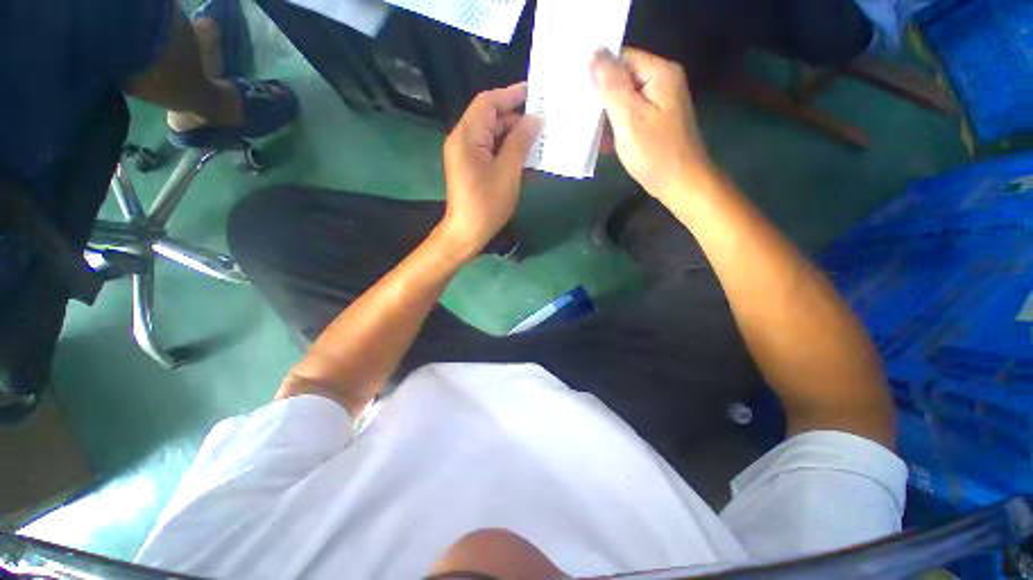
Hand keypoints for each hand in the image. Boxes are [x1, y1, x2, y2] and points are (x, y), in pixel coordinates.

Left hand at [440, 83, 540, 256]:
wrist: (467, 232)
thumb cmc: (487, 204)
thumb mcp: (508, 172)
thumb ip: (520, 142)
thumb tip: (534, 119)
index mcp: (467, 136)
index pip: (488, 103)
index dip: (511, 95)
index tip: (534, 93)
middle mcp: (462, 139)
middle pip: (489, 118)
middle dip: (514, 117)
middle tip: (541, 120)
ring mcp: (465, 154)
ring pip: (490, 134)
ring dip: (512, 135)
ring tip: (537, 137)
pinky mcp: (470, 166)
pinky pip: (489, 149)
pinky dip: (505, 149)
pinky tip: (524, 154)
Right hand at [590, 49, 710, 201]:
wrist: (681, 185)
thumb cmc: (656, 154)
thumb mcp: (629, 118)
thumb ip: (611, 85)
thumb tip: (592, 52)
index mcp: (659, 73)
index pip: (621, 57)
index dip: (597, 69)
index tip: (574, 88)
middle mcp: (661, 81)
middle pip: (622, 76)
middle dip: (599, 93)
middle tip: (575, 108)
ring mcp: (659, 102)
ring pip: (623, 97)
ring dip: (604, 112)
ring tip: (583, 126)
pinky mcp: (655, 120)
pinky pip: (629, 114)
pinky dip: (614, 124)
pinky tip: (600, 139)